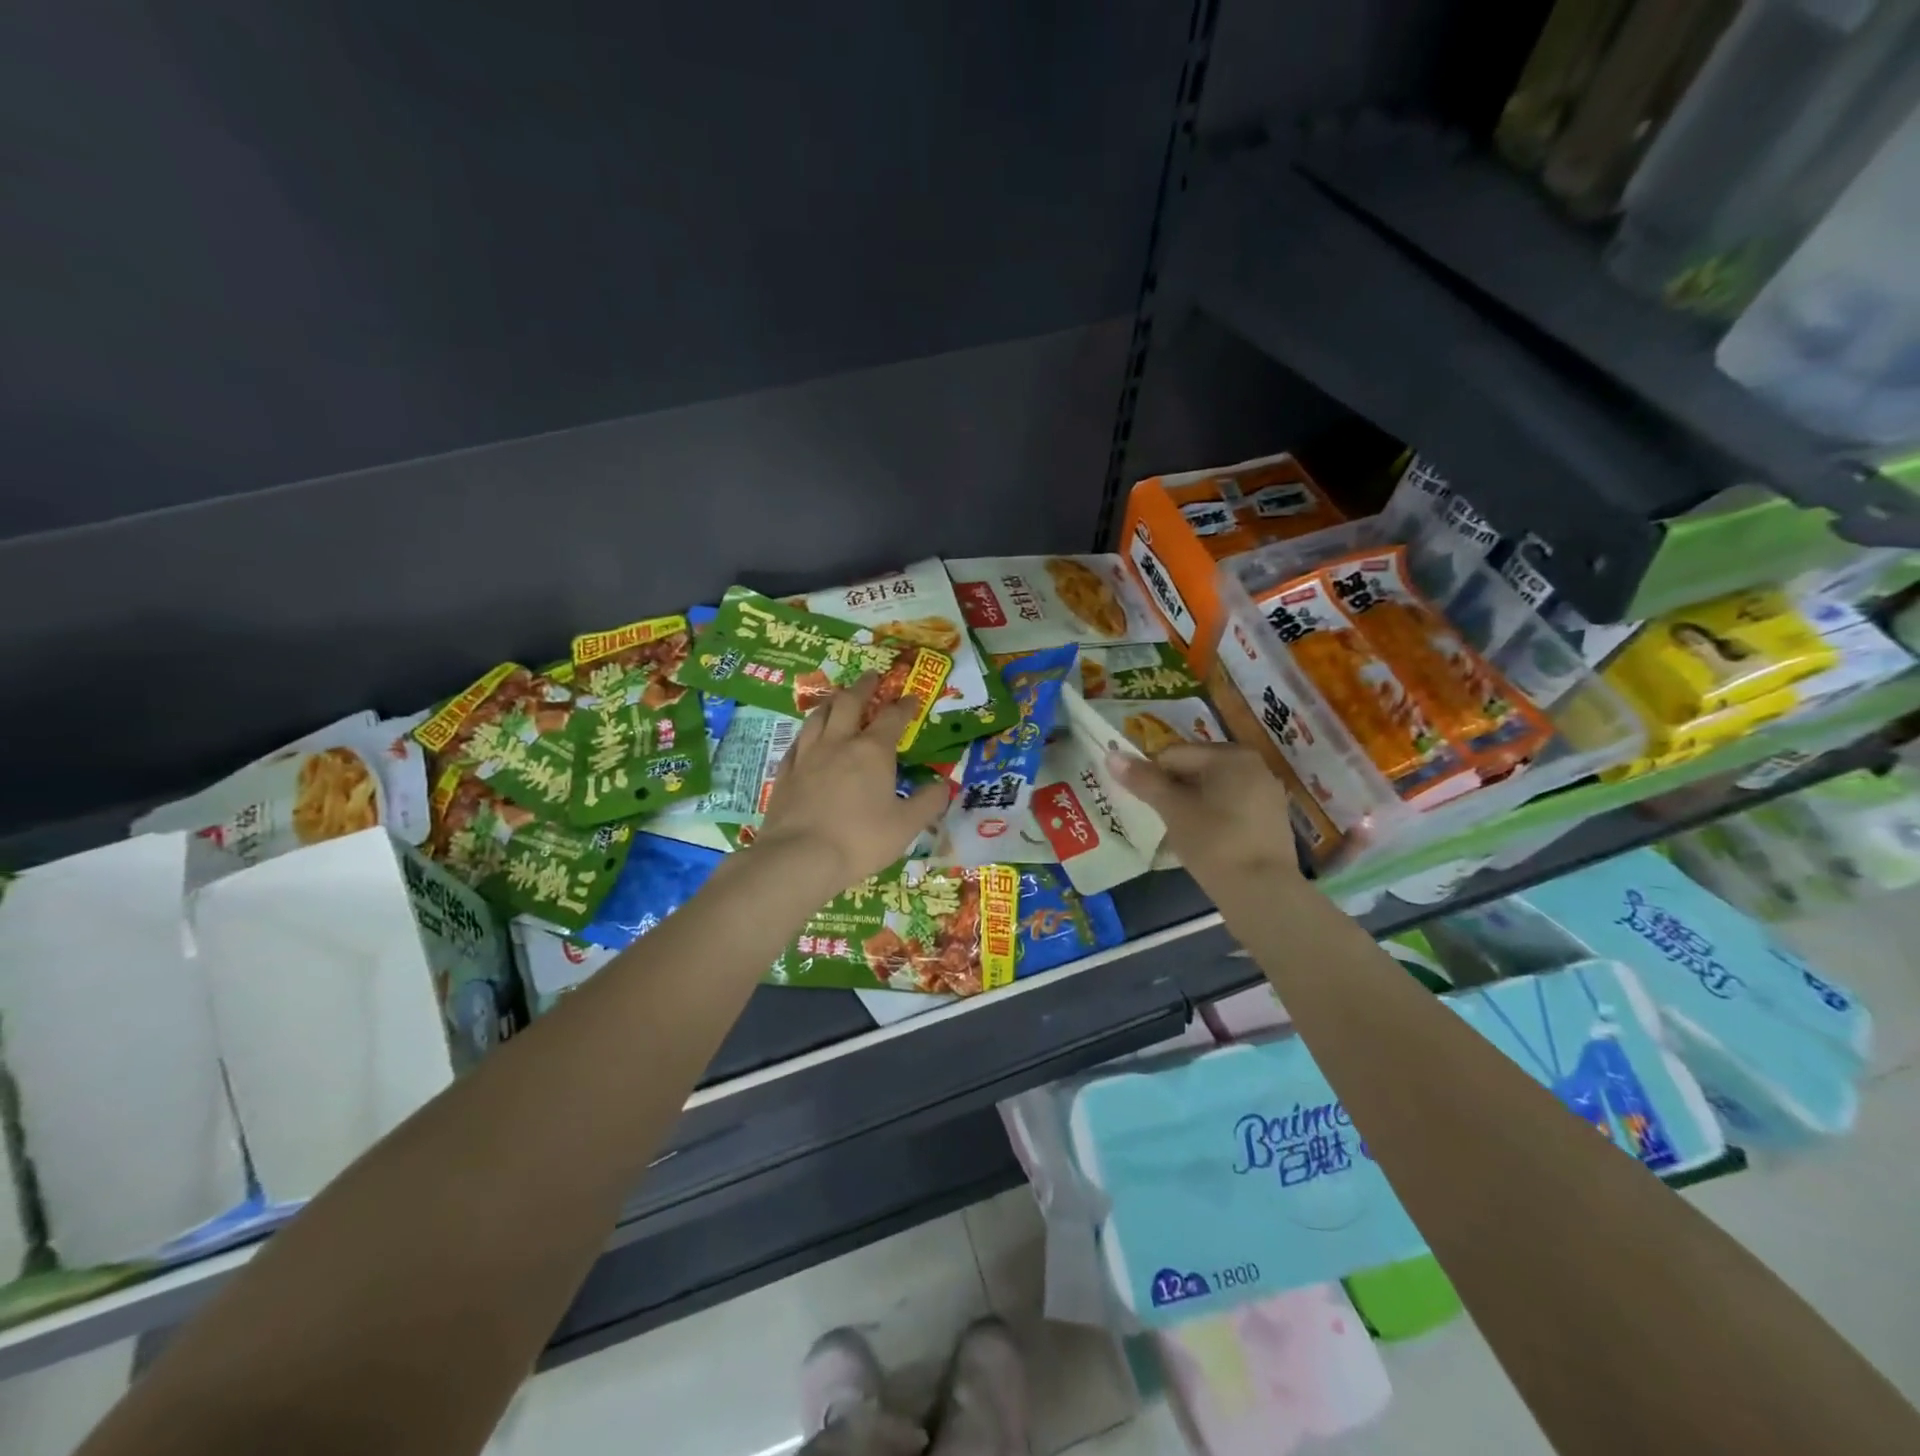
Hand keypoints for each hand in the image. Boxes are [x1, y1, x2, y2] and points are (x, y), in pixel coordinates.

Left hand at [753, 674, 948, 894]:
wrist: (799, 857)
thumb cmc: (860, 840)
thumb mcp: (906, 825)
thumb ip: (928, 802)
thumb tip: (945, 785)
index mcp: (873, 751)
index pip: (893, 718)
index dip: (904, 705)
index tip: (912, 697)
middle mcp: (839, 743)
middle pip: (849, 703)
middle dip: (863, 687)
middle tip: (871, 676)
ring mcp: (807, 756)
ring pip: (818, 716)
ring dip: (831, 702)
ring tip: (837, 697)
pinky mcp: (785, 772)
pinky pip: (797, 742)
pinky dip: (807, 733)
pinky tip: (807, 736)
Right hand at [1107, 743, 1304, 896]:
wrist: (1262, 892)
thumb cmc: (1213, 842)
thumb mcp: (1173, 810)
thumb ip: (1143, 781)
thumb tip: (1111, 755)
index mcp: (1230, 755)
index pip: (1174, 755)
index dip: (1152, 778)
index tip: (1146, 805)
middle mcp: (1253, 765)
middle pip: (1196, 769)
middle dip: (1174, 791)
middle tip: (1163, 820)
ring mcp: (1267, 793)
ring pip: (1213, 790)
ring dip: (1192, 805)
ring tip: (1182, 833)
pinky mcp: (1272, 819)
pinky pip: (1231, 807)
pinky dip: (1213, 818)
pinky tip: (1206, 841)